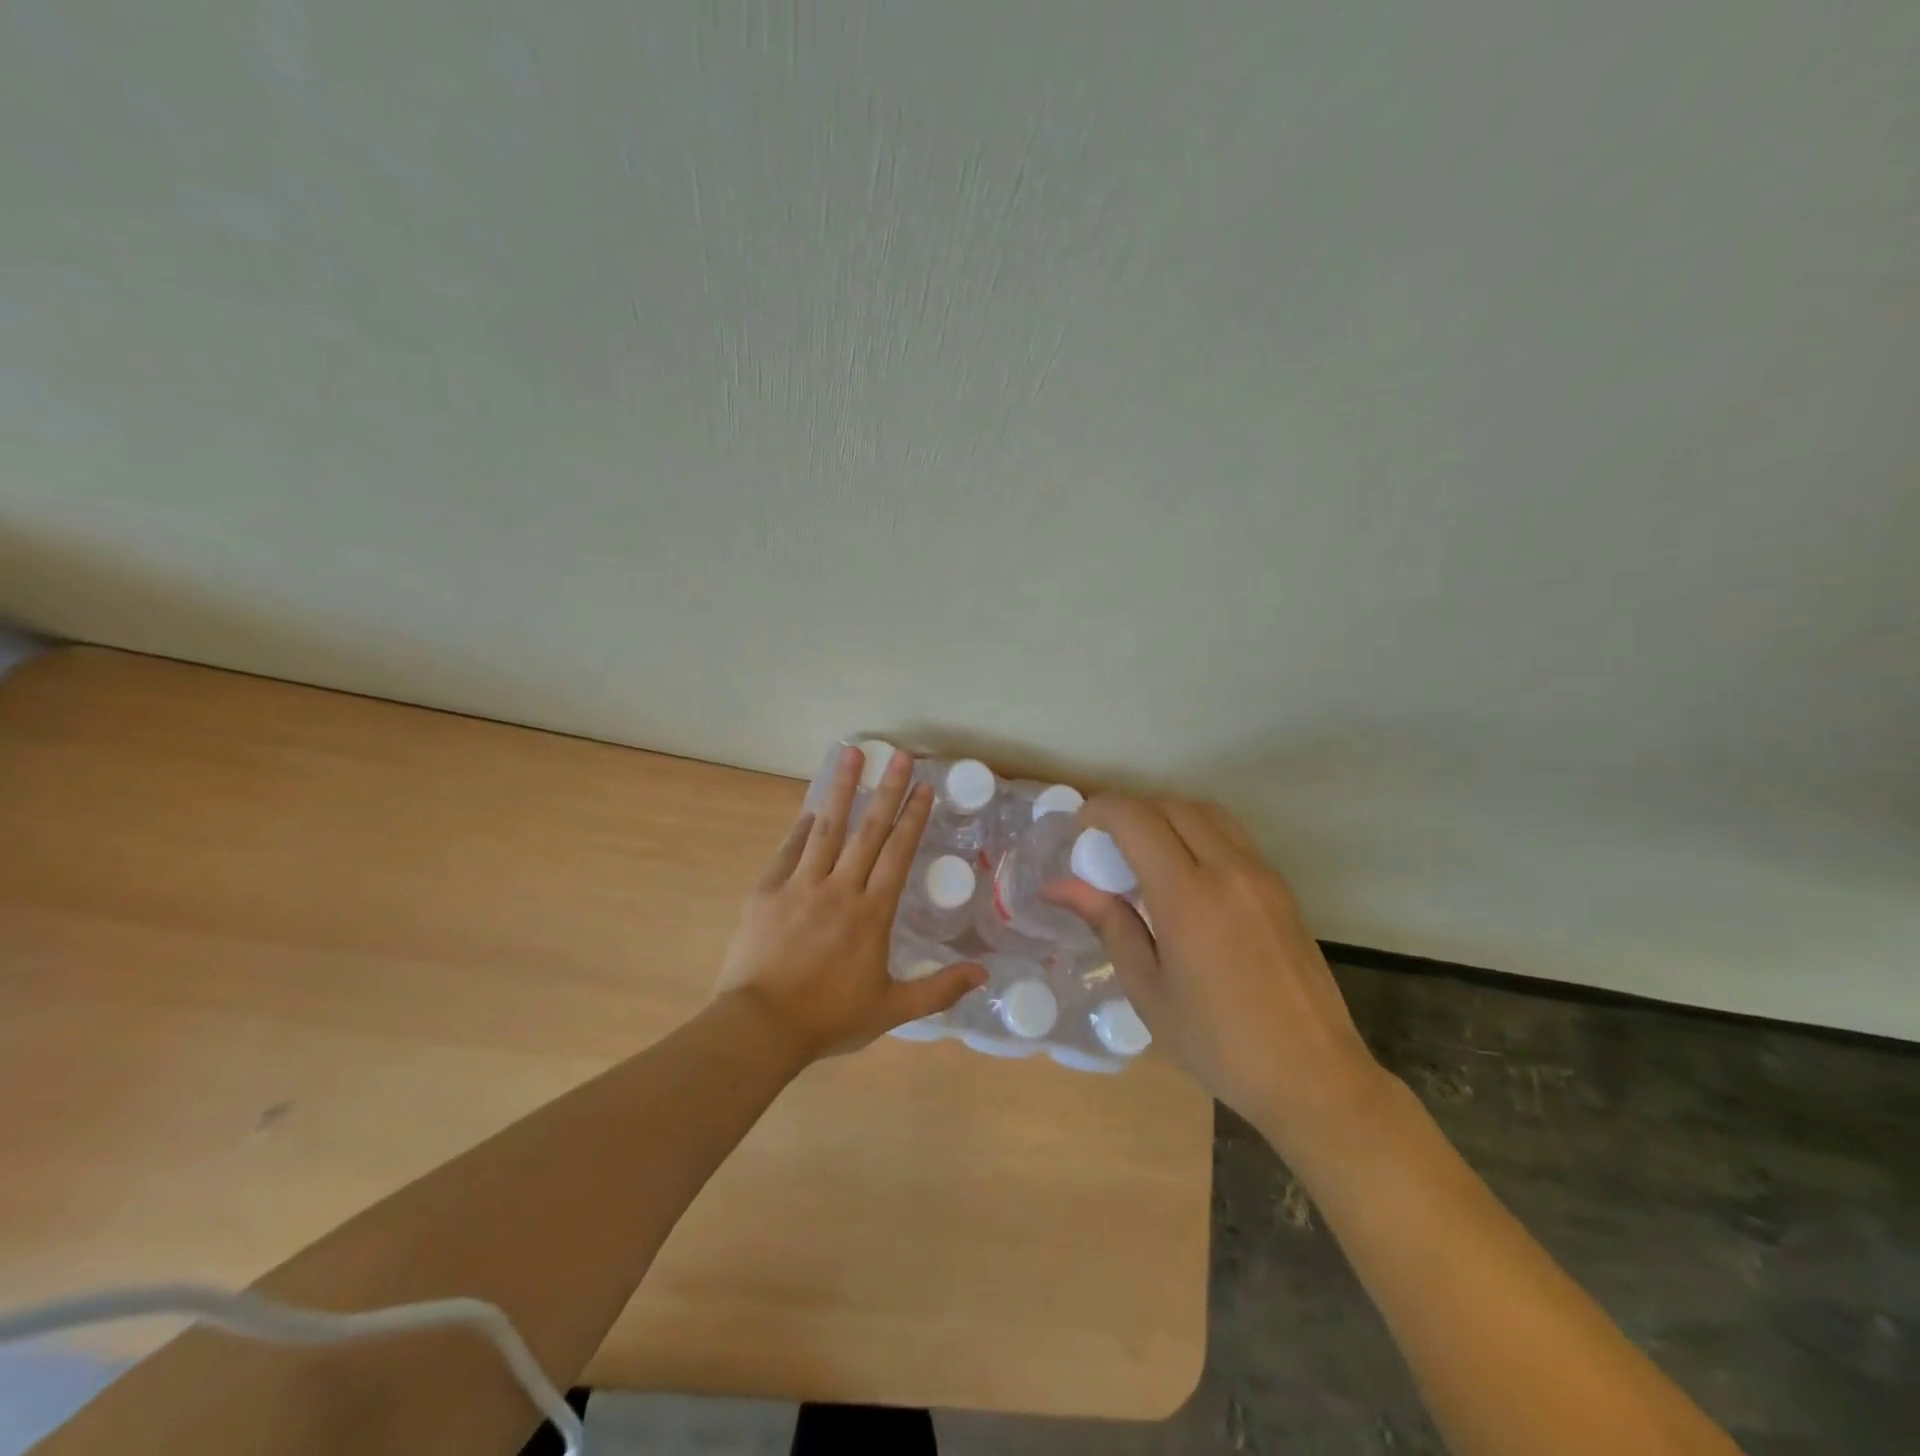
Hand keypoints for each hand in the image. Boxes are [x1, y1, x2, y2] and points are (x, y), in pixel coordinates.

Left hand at [714, 744, 985, 1060]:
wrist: (760, 1027)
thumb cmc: (828, 1018)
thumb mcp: (891, 1010)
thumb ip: (938, 989)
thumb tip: (984, 973)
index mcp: (872, 913)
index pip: (898, 853)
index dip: (913, 817)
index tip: (924, 786)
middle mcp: (840, 888)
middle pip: (868, 831)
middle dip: (887, 790)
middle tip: (899, 755)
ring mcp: (800, 885)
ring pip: (826, 828)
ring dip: (841, 789)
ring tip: (851, 753)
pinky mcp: (767, 891)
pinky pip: (788, 850)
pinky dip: (801, 827)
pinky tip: (810, 809)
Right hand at [1045, 796, 1387, 1154]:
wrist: (1313, 1076)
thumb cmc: (1218, 1043)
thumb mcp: (1148, 990)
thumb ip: (1108, 924)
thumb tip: (1058, 887)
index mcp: (1189, 898)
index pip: (1138, 820)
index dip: (1102, 810)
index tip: (1079, 827)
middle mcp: (1229, 871)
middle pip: (1173, 805)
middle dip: (1132, 809)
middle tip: (1105, 841)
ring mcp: (1262, 876)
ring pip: (1208, 813)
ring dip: (1168, 815)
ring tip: (1144, 851)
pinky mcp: (1282, 888)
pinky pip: (1233, 836)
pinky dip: (1199, 832)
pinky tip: (1186, 873)